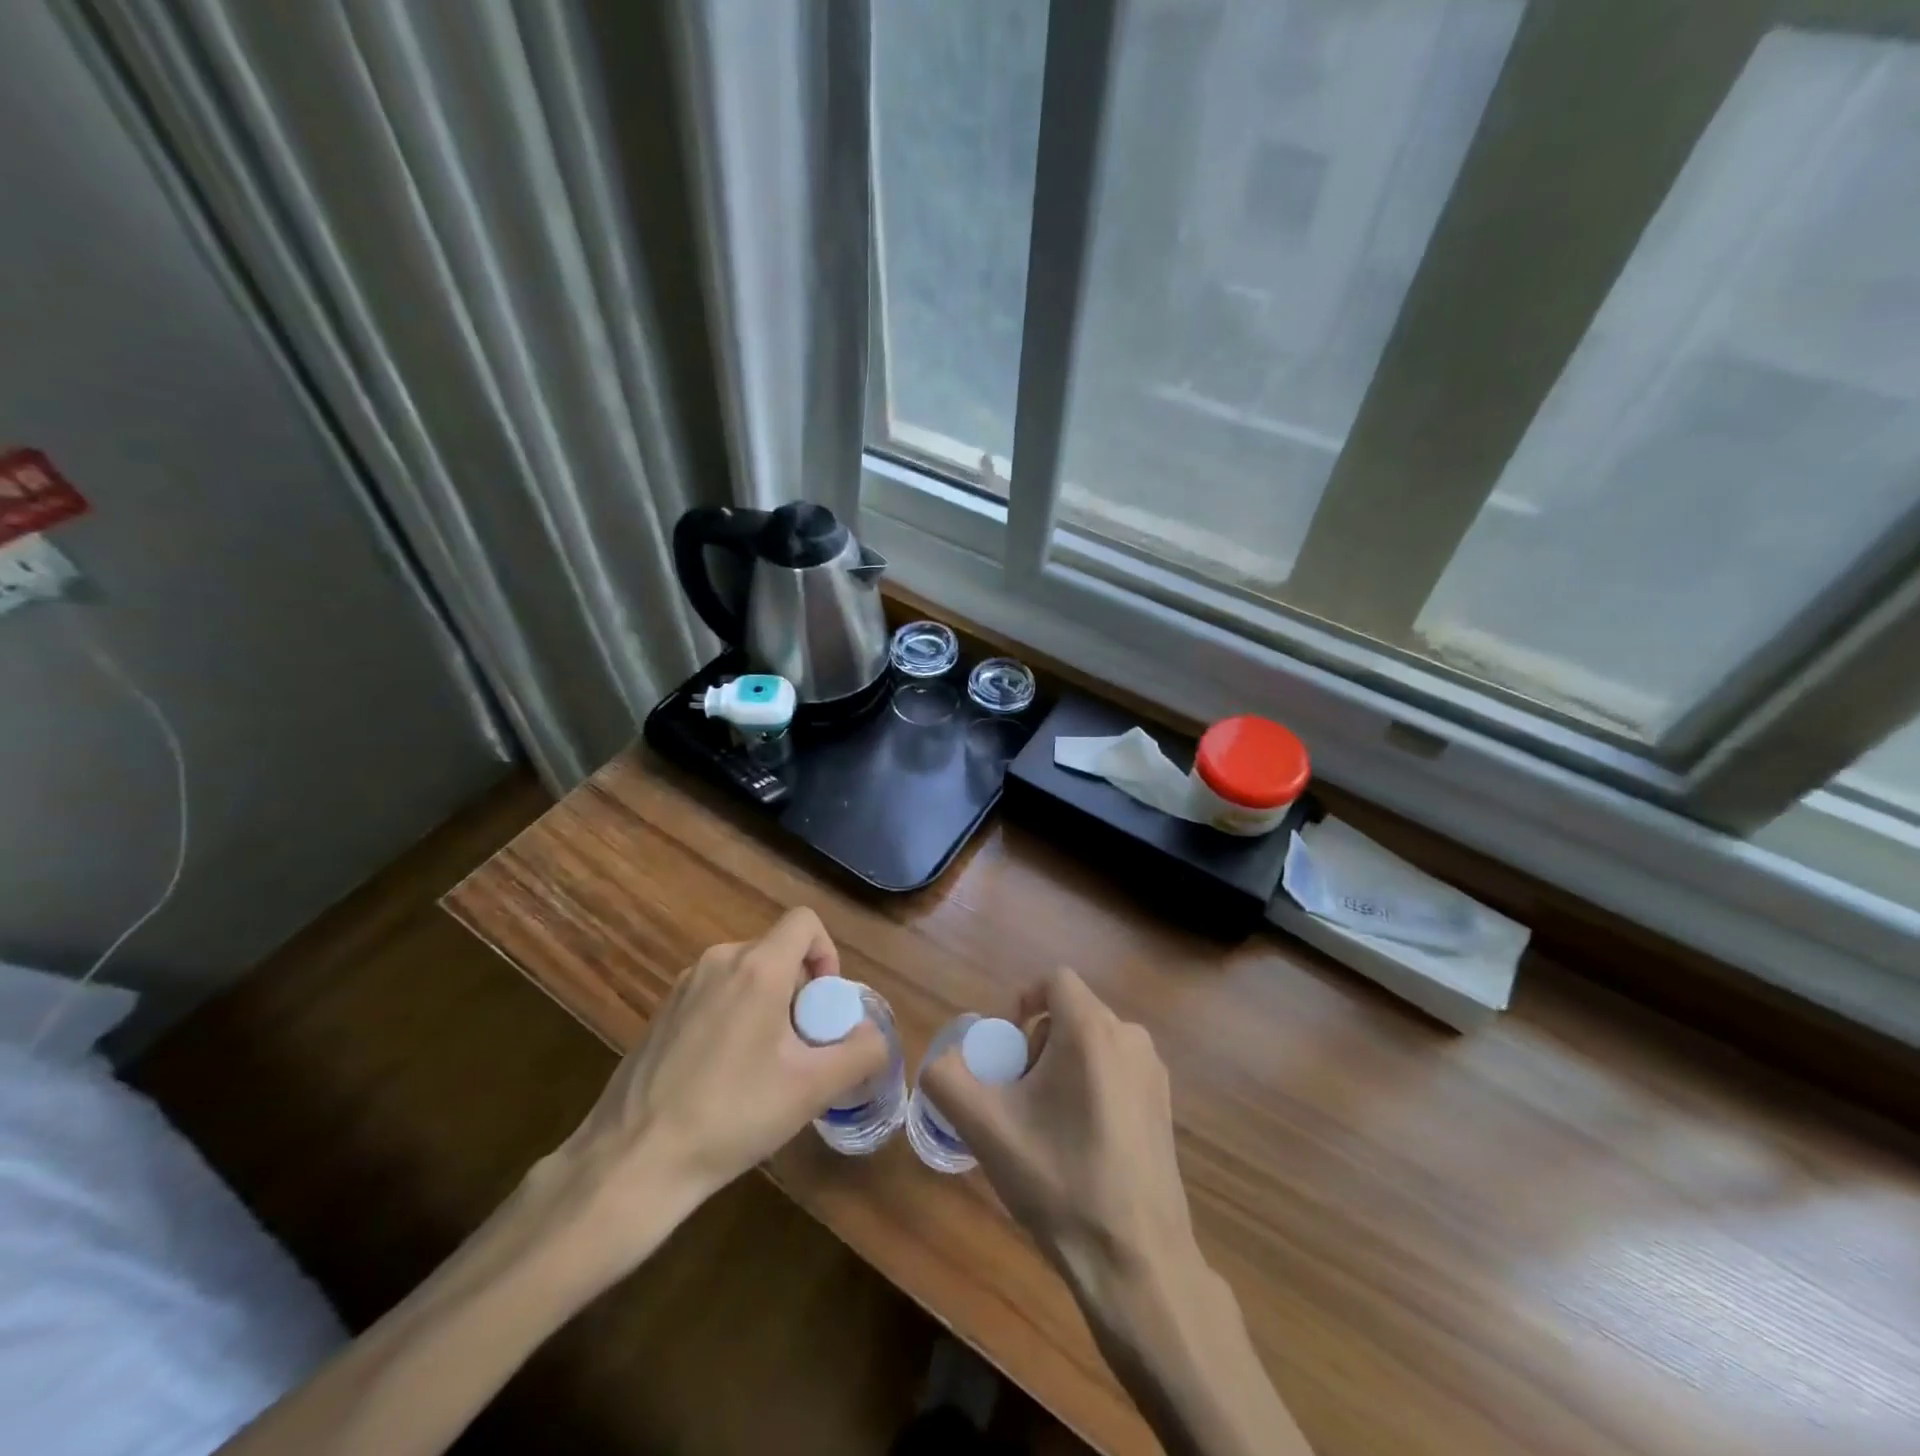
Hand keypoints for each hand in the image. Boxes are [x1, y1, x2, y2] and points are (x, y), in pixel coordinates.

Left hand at [533, 907, 887, 1277]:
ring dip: (768, 1007)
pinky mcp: (661, 1012)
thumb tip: (874, 1035)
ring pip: (746, 975)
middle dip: (799, 992)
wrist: (632, 1162)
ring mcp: (684, 986)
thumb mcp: (811, 1089)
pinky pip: (716, 996)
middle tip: (799, 1049)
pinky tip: (723, 1077)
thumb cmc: (731, 1116)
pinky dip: (734, 1018)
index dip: (827, 954)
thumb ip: (860, 1053)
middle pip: (777, 953)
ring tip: (763, 1067)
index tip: (823, 1006)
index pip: (805, 922)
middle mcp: (719, 961)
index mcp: (757, 967)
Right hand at [927, 971, 1308, 1455]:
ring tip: (1048, 1123)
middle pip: (1072, 1013)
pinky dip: (1092, 1085)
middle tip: (1020, 1096)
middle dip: (1038, 1043)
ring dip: (1064, 1065)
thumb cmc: (1058, 1181)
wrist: (1136, 1259)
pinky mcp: (1166, 1105)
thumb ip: (948, 1079)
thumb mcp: (986, 1128)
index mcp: (1092, 1029)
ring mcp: (1154, 1073)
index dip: (1023, 1004)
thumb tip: (940, 1061)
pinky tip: (1082, 1143)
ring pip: (1095, 1042)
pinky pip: (1118, 1070)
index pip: (1054, 981)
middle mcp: (1130, 1037)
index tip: (1008, 1051)